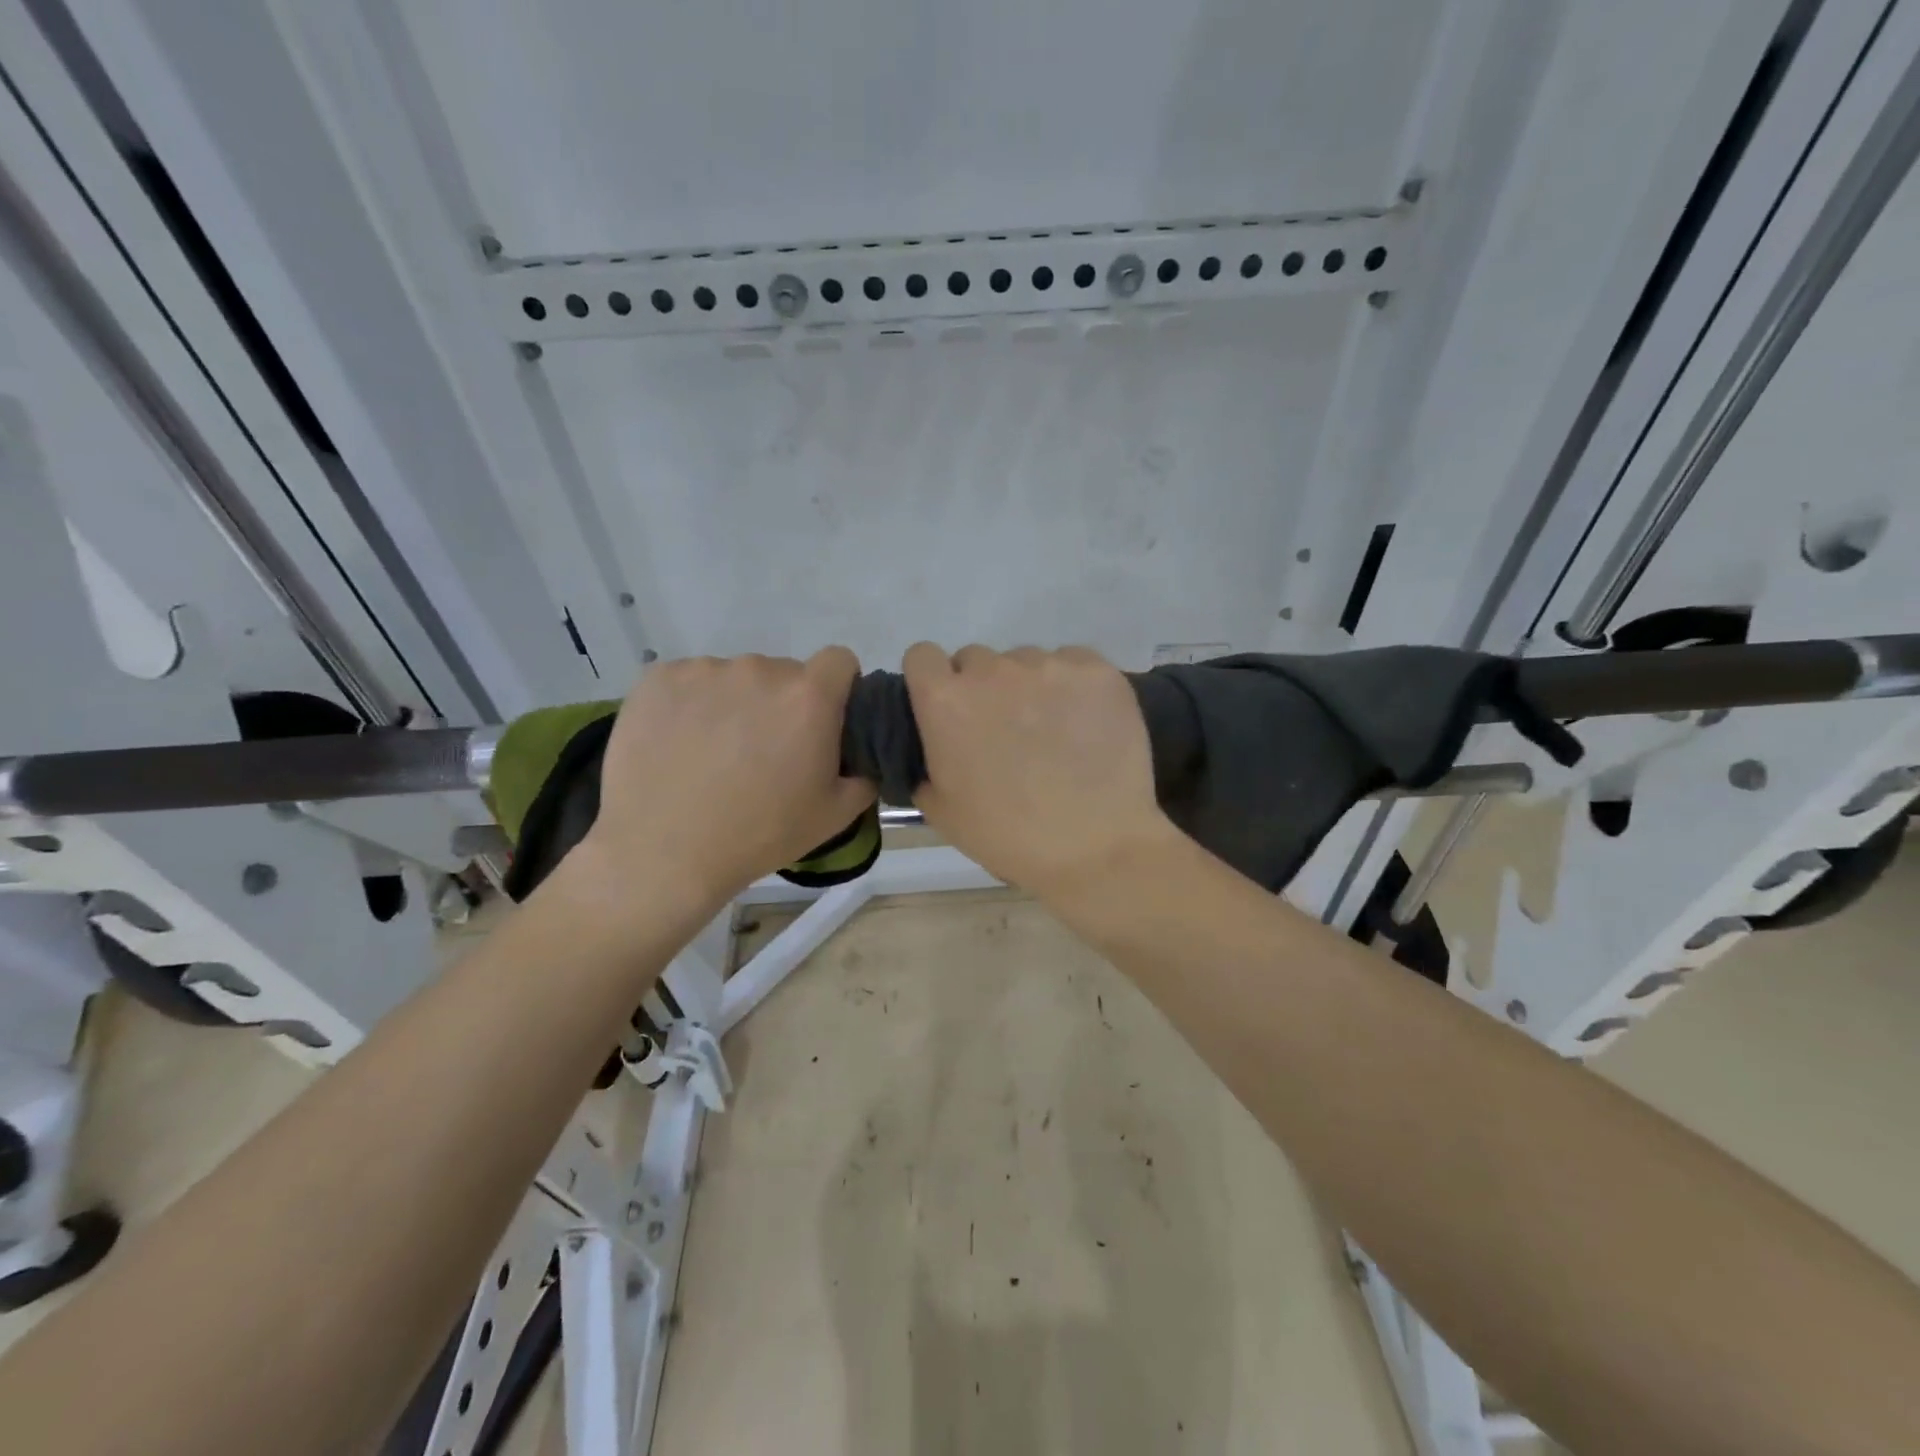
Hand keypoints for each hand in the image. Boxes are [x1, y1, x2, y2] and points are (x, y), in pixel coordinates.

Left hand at [573, 650, 874, 907]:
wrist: (663, 854)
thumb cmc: (759, 835)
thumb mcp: (835, 815)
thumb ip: (865, 774)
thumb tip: (864, 755)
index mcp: (809, 697)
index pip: (839, 661)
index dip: (837, 688)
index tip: (822, 721)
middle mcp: (760, 669)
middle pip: (783, 673)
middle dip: (781, 703)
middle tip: (763, 751)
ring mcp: (705, 670)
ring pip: (735, 678)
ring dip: (735, 703)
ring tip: (714, 753)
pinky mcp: (658, 678)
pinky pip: (689, 681)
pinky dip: (690, 705)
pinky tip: (678, 744)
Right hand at [902, 644, 1178, 899]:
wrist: (1095, 849)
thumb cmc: (1008, 836)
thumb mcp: (940, 810)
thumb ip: (924, 761)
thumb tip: (936, 743)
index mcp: (946, 701)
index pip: (922, 657)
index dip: (933, 682)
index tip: (948, 708)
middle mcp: (994, 670)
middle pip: (977, 660)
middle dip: (983, 688)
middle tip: (1003, 730)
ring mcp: (1049, 666)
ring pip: (1027, 662)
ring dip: (1029, 687)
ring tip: (1052, 732)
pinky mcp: (1097, 671)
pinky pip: (1073, 663)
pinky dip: (1073, 687)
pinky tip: (1085, 723)